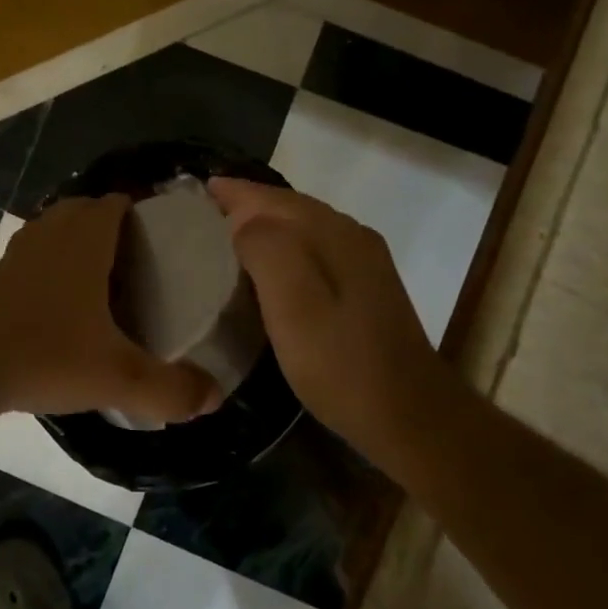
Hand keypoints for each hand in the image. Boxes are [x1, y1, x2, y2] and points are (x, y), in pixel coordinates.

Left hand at [0, 194, 222, 426]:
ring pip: (57, 227)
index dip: (142, 210)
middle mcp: (52, 233)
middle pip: (87, 209)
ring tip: (106, 277)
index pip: (117, 202)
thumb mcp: (117, 377)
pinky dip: (54, 261)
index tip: (165, 236)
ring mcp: (20, 251)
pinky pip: (36, 251)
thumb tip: (213, 398)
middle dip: (113, 223)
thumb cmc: (45, 355)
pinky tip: (65, 301)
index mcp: (85, 239)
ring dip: (80, 239)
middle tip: (141, 260)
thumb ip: (169, 389)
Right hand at [207, 178, 444, 461]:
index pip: (273, 199)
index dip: (235, 192)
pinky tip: (270, 269)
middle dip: (248, 204)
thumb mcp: (294, 305)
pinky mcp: (367, 287)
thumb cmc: (341, 363)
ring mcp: (365, 262)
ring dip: (266, 224)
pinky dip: (285, 246)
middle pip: (290, 207)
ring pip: (304, 227)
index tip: (197, 193)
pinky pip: (315, 248)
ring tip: (227, 235)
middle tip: (204, 212)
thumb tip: (242, 222)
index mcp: (333, 234)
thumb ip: (266, 250)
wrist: (410, 415)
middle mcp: (352, 236)